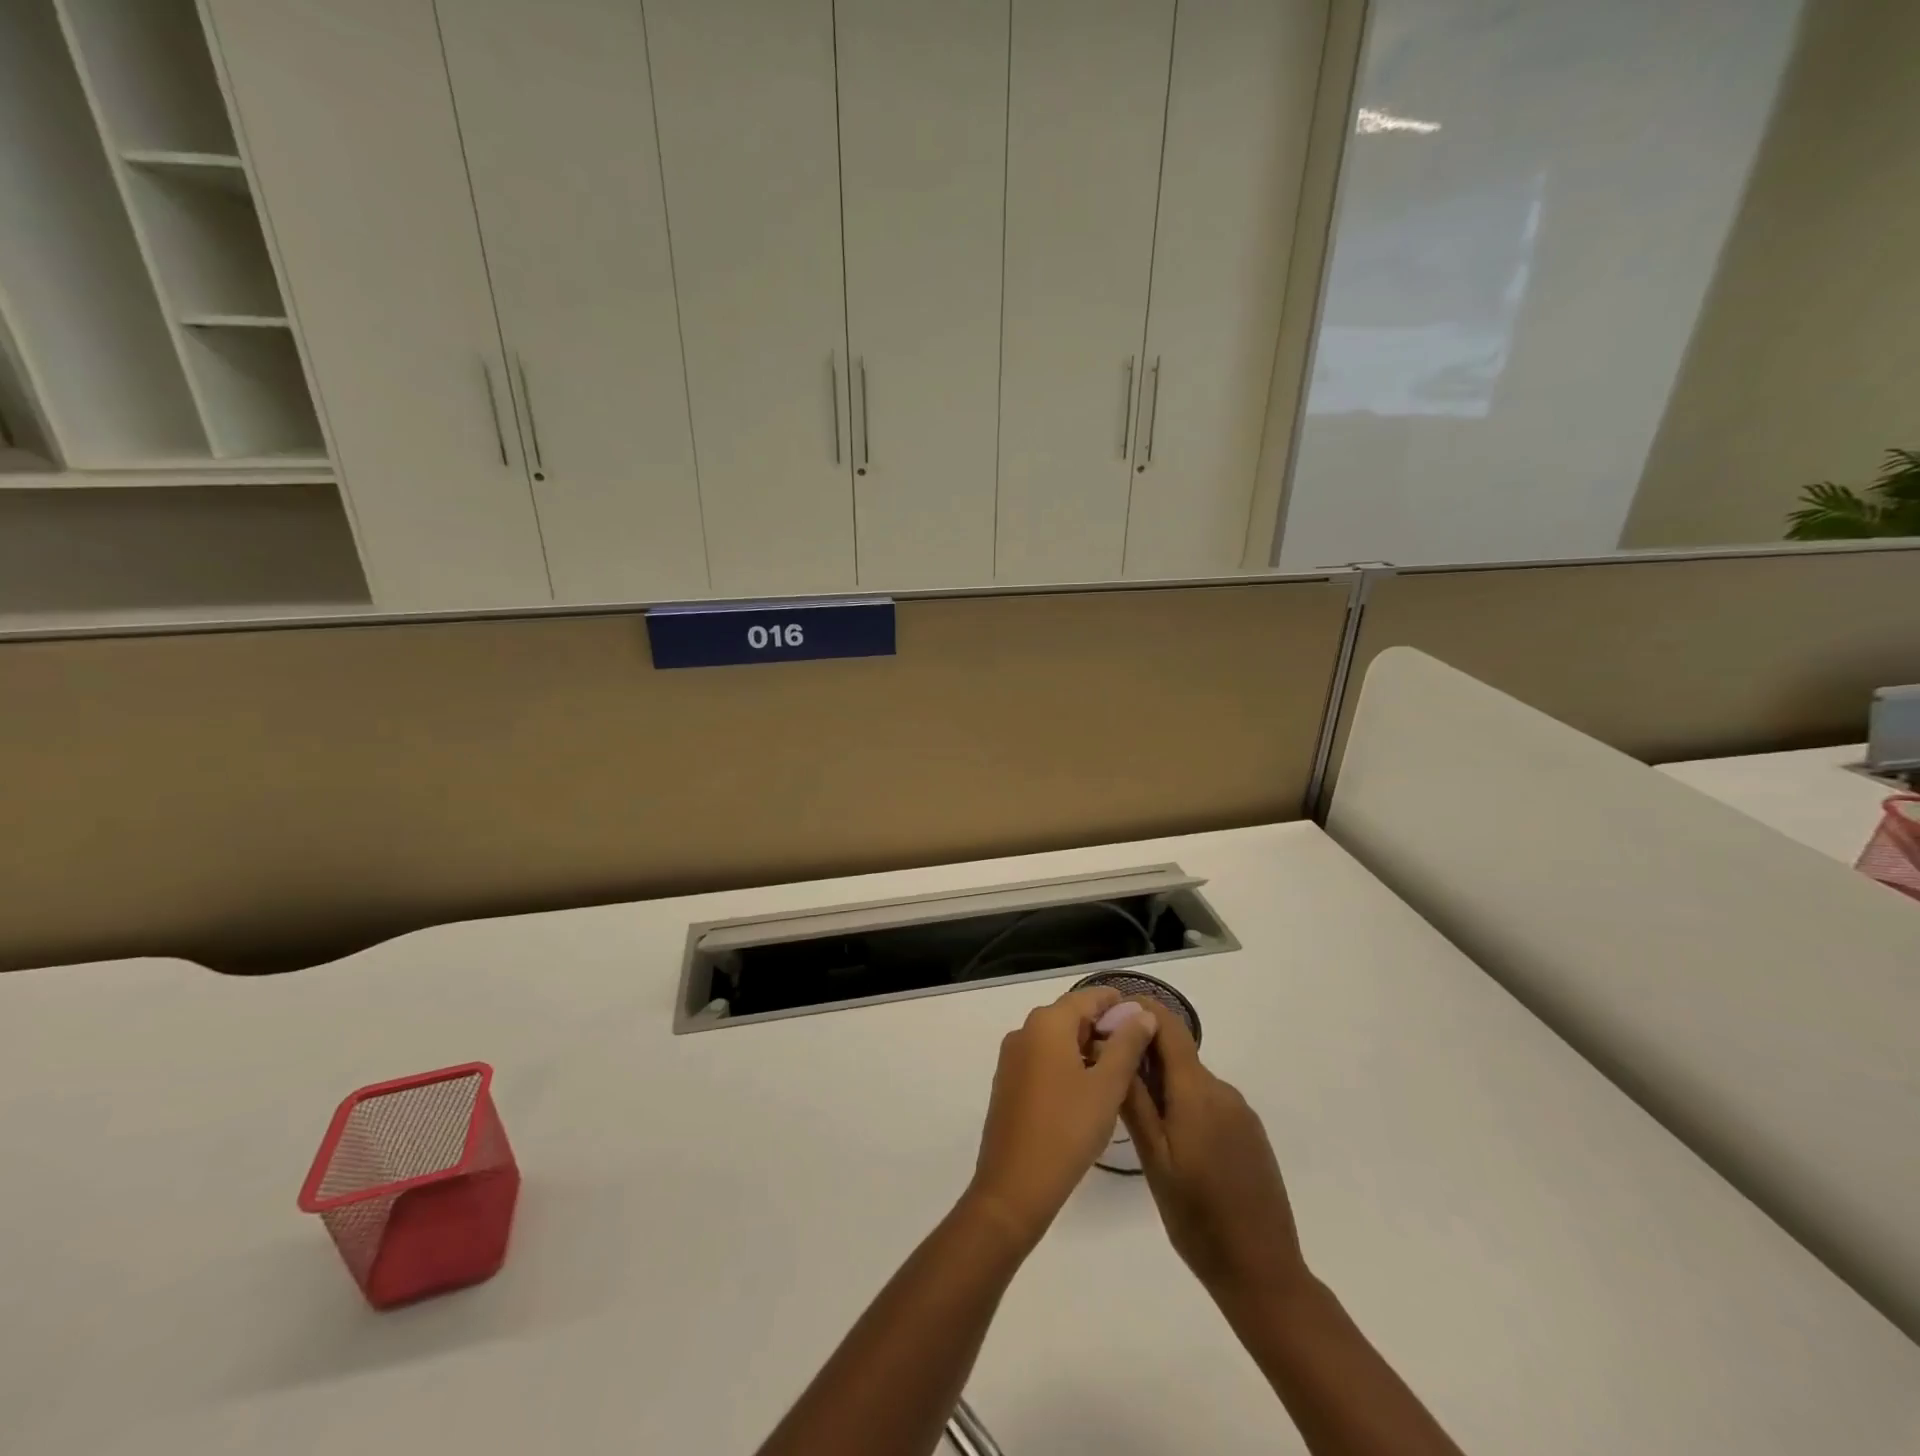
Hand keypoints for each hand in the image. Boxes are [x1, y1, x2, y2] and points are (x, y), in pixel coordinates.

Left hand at [967, 986, 1159, 1246]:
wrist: (1014, 1186)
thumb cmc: (1067, 1130)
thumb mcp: (1107, 1086)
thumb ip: (1127, 1045)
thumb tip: (1142, 1014)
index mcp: (1047, 1023)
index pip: (1088, 997)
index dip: (1119, 1004)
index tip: (1146, 1022)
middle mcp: (1024, 1031)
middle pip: (1071, 1016)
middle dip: (1104, 1028)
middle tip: (1138, 1053)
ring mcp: (1012, 1057)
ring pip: (1057, 1039)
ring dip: (1087, 1049)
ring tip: (1120, 1075)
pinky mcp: (1008, 1082)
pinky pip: (1043, 1060)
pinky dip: (1068, 1065)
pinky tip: (1088, 1092)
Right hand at [1120, 1006, 1310, 1308]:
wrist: (1263, 1273)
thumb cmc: (1197, 1218)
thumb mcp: (1153, 1160)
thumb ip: (1135, 1100)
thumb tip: (1116, 1045)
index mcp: (1197, 1091)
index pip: (1168, 1026)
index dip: (1140, 1009)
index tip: (1107, 1015)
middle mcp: (1222, 1090)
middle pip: (1177, 1052)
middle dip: (1143, 1053)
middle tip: (1107, 1074)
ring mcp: (1241, 1112)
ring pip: (1191, 1080)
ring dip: (1163, 1083)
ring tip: (1133, 1113)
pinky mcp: (1250, 1133)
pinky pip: (1209, 1102)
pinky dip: (1185, 1105)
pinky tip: (1172, 1140)